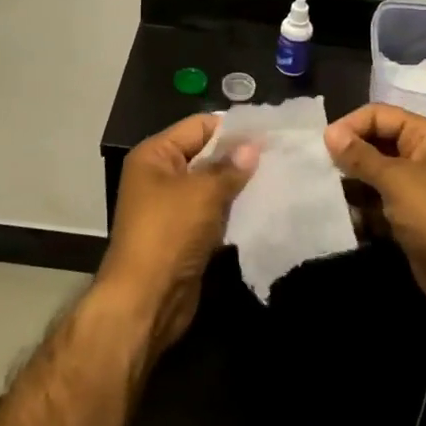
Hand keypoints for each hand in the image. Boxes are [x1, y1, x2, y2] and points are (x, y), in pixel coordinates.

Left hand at [96, 115, 257, 356]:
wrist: (146, 299)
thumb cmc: (169, 233)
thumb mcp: (202, 193)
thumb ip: (229, 167)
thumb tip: (253, 146)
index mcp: (154, 155)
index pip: (198, 126)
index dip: (232, 128)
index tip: (269, 133)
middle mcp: (160, 175)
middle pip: (205, 155)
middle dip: (238, 157)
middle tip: (279, 157)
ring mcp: (171, 207)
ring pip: (211, 186)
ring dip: (238, 186)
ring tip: (277, 179)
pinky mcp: (184, 234)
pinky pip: (213, 212)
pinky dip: (233, 211)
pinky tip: (262, 208)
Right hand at [325, 104, 425, 330]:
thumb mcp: (396, 180)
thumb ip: (360, 156)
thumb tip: (329, 132)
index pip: (380, 115)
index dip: (351, 125)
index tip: (324, 146)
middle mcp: (422, 156)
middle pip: (376, 142)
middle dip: (349, 154)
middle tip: (320, 169)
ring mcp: (417, 189)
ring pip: (374, 174)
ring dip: (352, 183)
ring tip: (328, 193)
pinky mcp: (410, 218)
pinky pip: (378, 202)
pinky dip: (361, 208)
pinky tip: (345, 217)